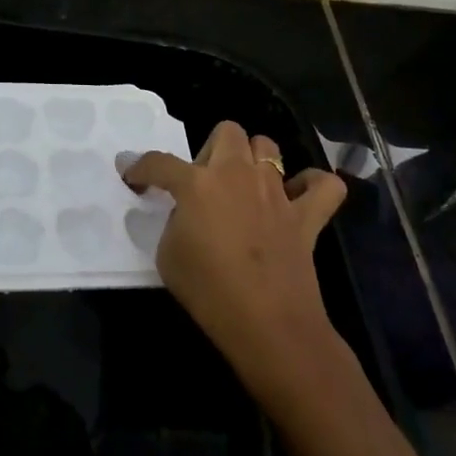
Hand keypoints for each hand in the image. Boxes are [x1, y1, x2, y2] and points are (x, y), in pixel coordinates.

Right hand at [124, 122, 347, 407]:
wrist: (266, 324)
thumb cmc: (208, 291)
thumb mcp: (168, 256)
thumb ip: (174, 222)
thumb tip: (186, 214)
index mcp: (197, 183)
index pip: (159, 162)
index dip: (139, 167)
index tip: (132, 176)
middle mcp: (237, 174)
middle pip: (226, 131)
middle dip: (210, 150)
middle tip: (203, 183)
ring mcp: (276, 191)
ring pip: (267, 146)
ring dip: (253, 159)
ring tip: (244, 187)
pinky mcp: (307, 215)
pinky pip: (323, 185)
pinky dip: (312, 185)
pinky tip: (298, 198)